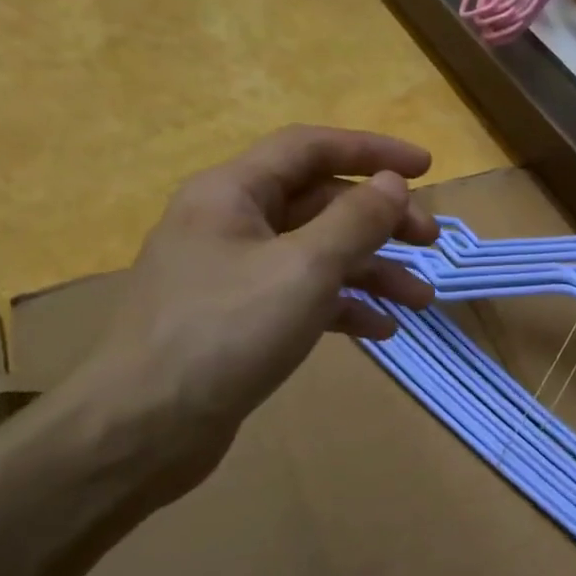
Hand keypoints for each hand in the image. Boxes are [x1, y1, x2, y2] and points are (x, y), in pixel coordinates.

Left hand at [68, 126, 439, 497]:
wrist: (145, 426)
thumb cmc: (226, 331)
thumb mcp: (304, 268)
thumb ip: (355, 221)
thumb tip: (392, 183)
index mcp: (233, 193)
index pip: (310, 149)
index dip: (372, 150)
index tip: (426, 167)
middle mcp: (231, 223)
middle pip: (320, 203)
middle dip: (380, 221)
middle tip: (430, 241)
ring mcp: (234, 274)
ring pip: (317, 254)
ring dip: (372, 271)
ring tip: (420, 299)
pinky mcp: (240, 319)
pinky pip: (302, 296)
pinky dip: (344, 306)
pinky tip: (381, 331)